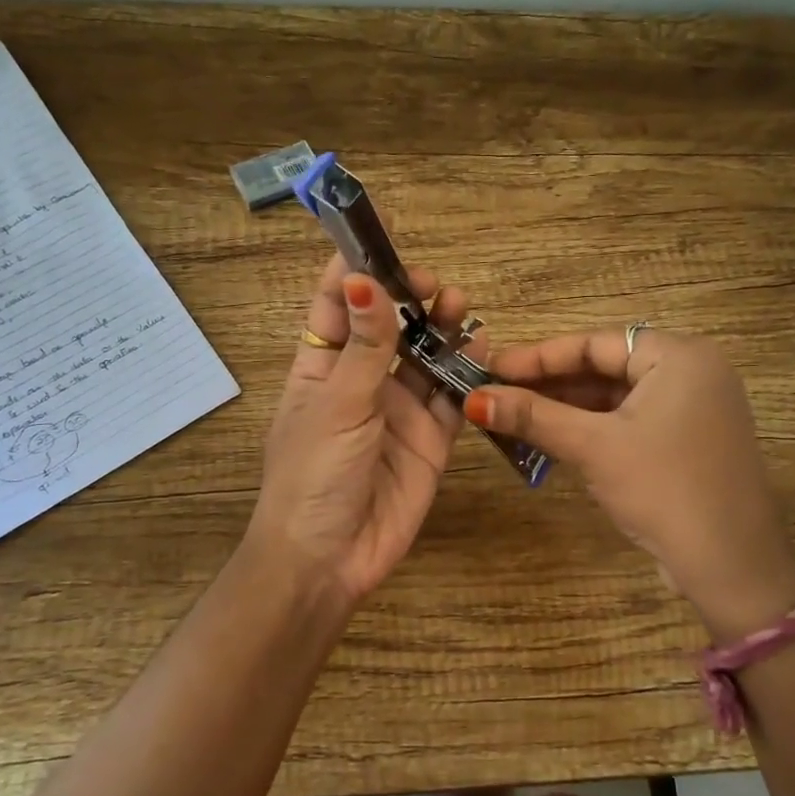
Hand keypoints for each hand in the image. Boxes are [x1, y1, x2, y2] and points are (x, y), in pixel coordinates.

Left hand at [247, 254, 484, 616]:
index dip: (355, 268)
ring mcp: (399, 409)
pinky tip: (481, 343)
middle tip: (432, 285)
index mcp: (321, 366)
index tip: (383, 236)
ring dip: (441, 326)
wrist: (329, 559)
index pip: (335, 304)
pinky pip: (453, 395)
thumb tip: (364, 279)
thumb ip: (364, 346)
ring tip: (458, 305)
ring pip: (425, 354)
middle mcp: (361, 381)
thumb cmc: (313, 474)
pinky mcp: (432, 438)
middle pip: (389, 324)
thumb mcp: (336, 404)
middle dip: (409, 297)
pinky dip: (467, 369)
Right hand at [466, 329, 794, 643]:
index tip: (492, 368)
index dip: (539, 356)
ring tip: (514, 417)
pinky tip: (552, 439)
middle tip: (496, 393)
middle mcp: (692, 373)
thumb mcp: (594, 447)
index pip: (596, 343)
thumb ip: (533, 417)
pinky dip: (592, 429)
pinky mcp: (688, 442)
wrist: (731, 566)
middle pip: (606, 368)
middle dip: (550, 384)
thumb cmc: (664, 489)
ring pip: (616, 398)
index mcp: (680, 356)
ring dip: (566, 409)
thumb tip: (473, 400)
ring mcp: (693, 409)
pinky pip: (630, 422)